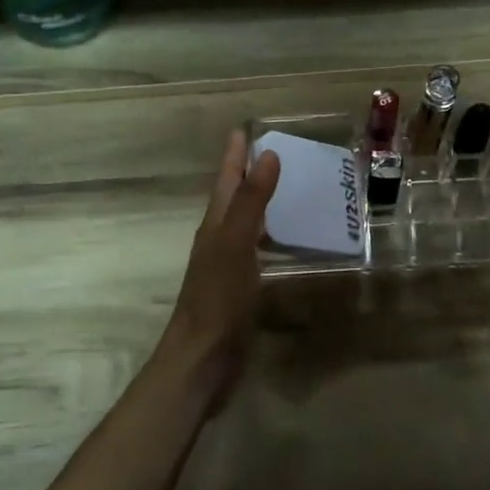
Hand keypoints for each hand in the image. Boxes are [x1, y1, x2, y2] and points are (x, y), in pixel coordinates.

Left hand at [162, 130, 279, 399]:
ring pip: (245, 224)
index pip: (226, 181)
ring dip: (260, 205)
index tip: (244, 129)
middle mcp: (219, 240)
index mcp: (215, 226)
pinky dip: (271, 238)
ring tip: (287, 189)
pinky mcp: (240, 289)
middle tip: (273, 153)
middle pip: (233, 199)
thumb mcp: (235, 244)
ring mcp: (228, 266)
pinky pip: (257, 251)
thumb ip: (251, 201)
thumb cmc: (218, 299)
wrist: (201, 359)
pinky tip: (287, 243)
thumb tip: (268, 155)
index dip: (235, 155)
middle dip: (248, 174)